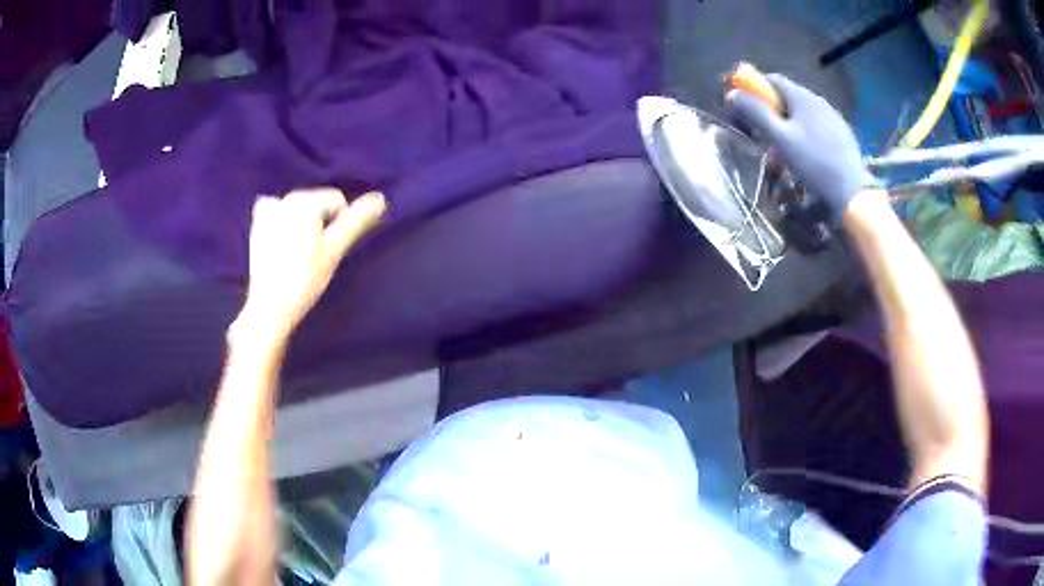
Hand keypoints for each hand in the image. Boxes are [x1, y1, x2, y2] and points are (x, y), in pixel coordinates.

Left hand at [238, 188, 385, 339]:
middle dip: (321, 223)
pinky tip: (283, 243)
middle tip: (314, 255)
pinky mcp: (257, 224)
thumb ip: (356, 222)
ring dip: (304, 224)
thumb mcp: (334, 250)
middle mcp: (285, 198)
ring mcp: (268, 210)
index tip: (328, 251)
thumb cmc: (304, 279)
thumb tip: (380, 199)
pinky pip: (278, 212)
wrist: (270, 306)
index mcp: (304, 201)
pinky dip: (284, 222)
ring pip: (299, 208)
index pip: (337, 200)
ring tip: (298, 254)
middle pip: (317, 202)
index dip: (340, 225)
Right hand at [725, 74, 878, 223]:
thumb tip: (732, 94)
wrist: (852, 192)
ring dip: (788, 123)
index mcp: (802, 96)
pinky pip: (817, 126)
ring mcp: (833, 116)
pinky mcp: (842, 134)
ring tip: (783, 147)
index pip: (772, 80)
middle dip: (771, 109)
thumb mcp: (780, 138)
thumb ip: (755, 113)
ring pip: (803, 112)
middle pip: (788, 96)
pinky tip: (806, 154)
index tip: (744, 105)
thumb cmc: (814, 163)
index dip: (754, 88)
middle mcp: (818, 100)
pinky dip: (805, 133)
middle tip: (762, 132)